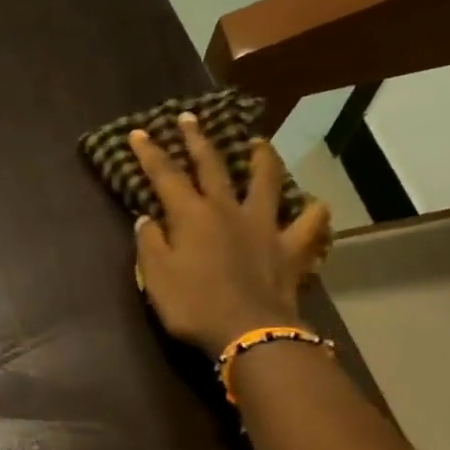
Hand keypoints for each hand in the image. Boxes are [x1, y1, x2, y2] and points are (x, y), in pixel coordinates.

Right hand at [130, 114, 331, 358]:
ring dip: (261, 158)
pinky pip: (309, 222)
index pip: (165, 176)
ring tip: (257, 144)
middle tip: (190, 119)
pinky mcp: (291, 246)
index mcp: (191, 216)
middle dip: (197, 140)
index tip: (138, 134)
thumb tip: (147, 218)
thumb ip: (149, 244)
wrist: (247, 331)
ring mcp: (264, 225)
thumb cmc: (193, 306)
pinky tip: (310, 206)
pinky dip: (311, 211)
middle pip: (212, 165)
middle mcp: (228, 209)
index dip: (150, 154)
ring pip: (266, 180)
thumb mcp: (156, 277)